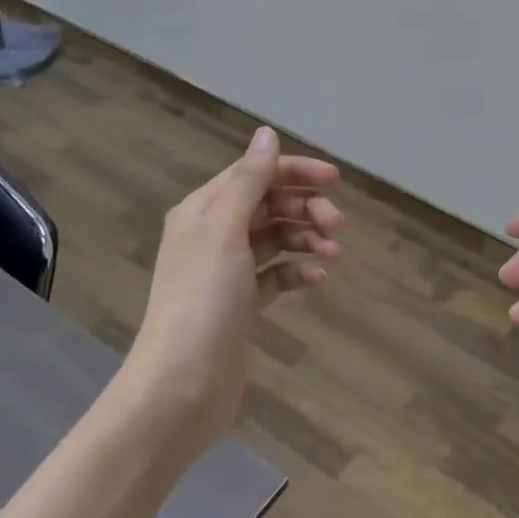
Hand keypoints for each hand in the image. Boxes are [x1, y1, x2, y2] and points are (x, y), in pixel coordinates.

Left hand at [125, 127, 343, 455]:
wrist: (181, 385)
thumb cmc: (202, 299)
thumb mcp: (225, 231)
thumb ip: (249, 181)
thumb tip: (266, 132)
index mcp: (203, 211)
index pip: (254, 174)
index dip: (293, 171)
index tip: (334, 180)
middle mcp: (212, 236)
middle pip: (268, 205)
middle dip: (304, 208)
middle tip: (337, 224)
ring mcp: (227, 272)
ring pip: (275, 239)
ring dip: (305, 239)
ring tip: (333, 253)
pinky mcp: (240, 305)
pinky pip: (276, 275)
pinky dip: (297, 271)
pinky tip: (317, 278)